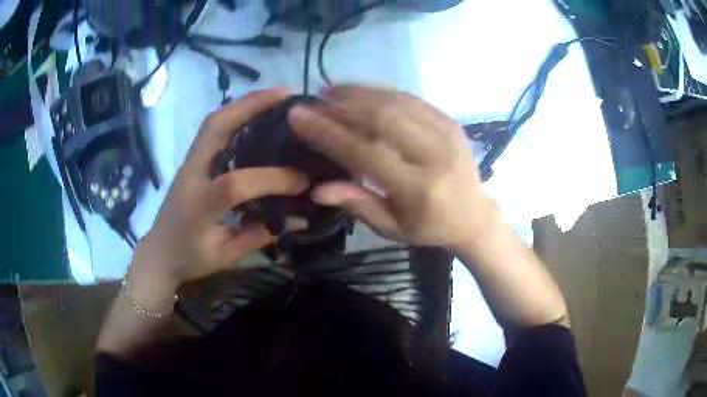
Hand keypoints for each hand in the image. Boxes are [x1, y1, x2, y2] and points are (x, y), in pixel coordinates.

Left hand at [130, 88, 308, 290]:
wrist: (159, 252)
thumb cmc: (189, 258)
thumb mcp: (224, 256)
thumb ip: (257, 236)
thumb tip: (294, 217)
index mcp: (198, 205)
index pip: (234, 184)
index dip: (271, 179)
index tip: (302, 180)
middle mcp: (191, 174)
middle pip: (215, 128)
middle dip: (250, 106)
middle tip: (285, 95)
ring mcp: (189, 163)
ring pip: (213, 122)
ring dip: (244, 104)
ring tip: (275, 96)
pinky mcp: (192, 160)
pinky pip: (213, 130)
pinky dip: (236, 116)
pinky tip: (256, 114)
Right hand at [288, 86, 492, 247]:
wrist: (474, 214)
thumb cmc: (430, 227)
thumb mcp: (392, 228)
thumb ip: (357, 205)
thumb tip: (317, 189)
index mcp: (419, 189)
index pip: (366, 152)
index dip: (328, 132)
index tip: (298, 116)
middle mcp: (435, 155)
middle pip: (382, 117)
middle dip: (342, 105)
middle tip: (315, 100)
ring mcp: (446, 133)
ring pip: (396, 101)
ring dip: (359, 93)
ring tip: (331, 91)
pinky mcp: (450, 121)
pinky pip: (411, 99)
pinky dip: (381, 92)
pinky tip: (361, 93)